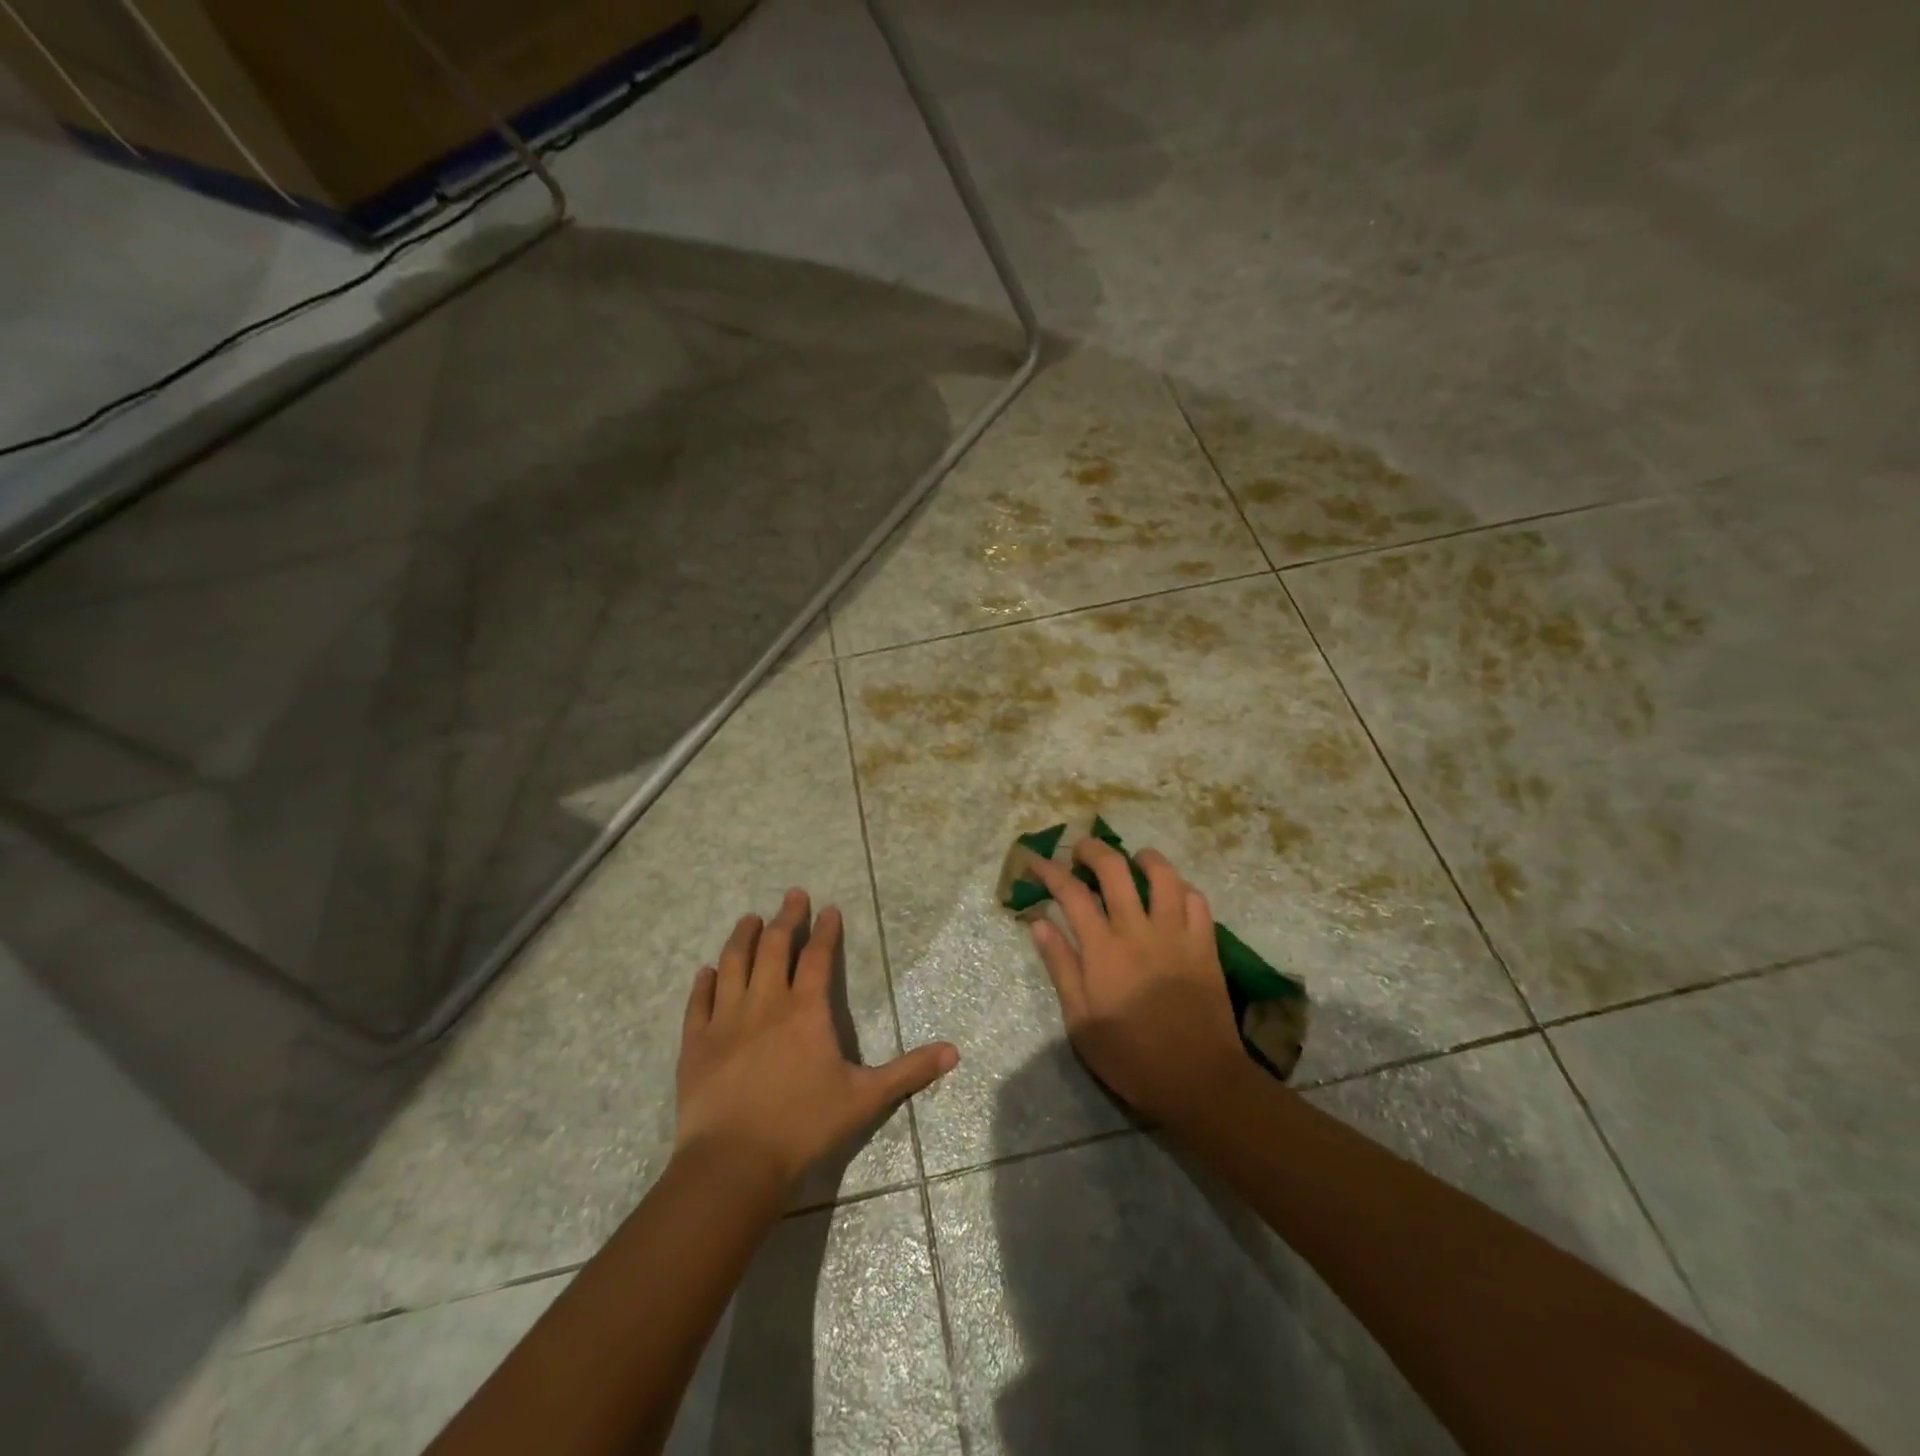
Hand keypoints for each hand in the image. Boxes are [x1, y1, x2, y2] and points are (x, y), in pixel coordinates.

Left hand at [675, 889, 958, 1190]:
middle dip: (785, 918)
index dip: (825, 931)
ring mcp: (726, 1020)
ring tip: (749, 918)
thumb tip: (954, 1052)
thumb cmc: (804, 1126)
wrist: (734, 1163)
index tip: (829, 909)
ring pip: (732, 963)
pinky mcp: (696, 1043)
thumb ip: (908, 1070)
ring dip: (742, 937)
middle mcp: (765, 1003)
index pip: (817, 957)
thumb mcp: (865, 1098)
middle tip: (792, 895)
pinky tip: (706, 970)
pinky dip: (704, 982)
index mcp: (805, 1010)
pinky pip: (699, 1002)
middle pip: (773, 947)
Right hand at [1026, 840, 1250, 1124]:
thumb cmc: (1131, 1057)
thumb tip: (1040, 923)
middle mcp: (1139, 930)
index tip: (1036, 860)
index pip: (1071, 893)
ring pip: (1162, 874)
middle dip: (1092, 850)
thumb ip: (1061, 966)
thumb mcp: (1081, 1022)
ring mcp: (1177, 934)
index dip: (1050, 870)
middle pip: (1114, 869)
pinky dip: (1180, 888)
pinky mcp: (1205, 945)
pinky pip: (1196, 900)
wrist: (1198, 1081)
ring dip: (1142, 858)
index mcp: (1103, 949)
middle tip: (1080, 850)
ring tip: (1131, 860)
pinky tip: (1170, 893)